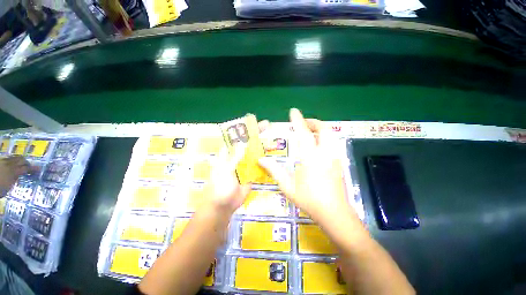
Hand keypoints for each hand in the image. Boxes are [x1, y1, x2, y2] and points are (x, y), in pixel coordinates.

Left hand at [0, 156, 30, 192]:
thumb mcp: (7, 187)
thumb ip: (14, 180)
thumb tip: (19, 176)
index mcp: (13, 171)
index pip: (26, 168)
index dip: (33, 169)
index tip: (39, 169)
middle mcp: (9, 164)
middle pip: (20, 159)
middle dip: (26, 162)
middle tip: (30, 166)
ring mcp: (3, 161)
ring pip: (14, 157)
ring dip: (19, 160)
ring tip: (21, 164)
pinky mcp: (0, 161)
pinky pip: (8, 158)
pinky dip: (12, 160)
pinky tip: (12, 164)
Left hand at [200, 120, 269, 216]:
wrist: (224, 205)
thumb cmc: (220, 187)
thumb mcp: (226, 170)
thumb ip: (235, 158)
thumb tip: (244, 143)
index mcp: (229, 153)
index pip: (238, 137)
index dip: (246, 129)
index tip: (256, 123)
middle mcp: (238, 156)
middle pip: (249, 143)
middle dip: (258, 135)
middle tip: (269, 127)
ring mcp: (246, 164)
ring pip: (256, 153)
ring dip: (264, 148)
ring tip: (275, 143)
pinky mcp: (252, 172)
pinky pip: (260, 165)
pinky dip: (266, 161)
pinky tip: (274, 158)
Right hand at [258, 109, 352, 221]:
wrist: (334, 213)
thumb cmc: (309, 200)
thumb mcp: (288, 186)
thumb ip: (274, 170)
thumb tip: (261, 160)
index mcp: (310, 157)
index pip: (303, 133)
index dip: (298, 120)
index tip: (293, 111)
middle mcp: (324, 153)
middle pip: (323, 129)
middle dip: (313, 122)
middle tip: (303, 124)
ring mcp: (334, 157)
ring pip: (330, 135)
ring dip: (319, 129)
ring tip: (309, 133)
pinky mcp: (338, 162)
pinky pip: (332, 143)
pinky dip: (324, 138)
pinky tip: (317, 146)